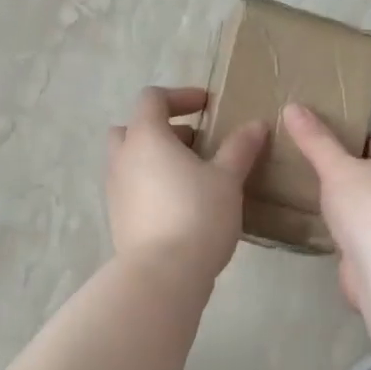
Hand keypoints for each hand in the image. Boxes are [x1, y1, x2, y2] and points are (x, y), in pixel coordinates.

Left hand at [107, 87, 267, 282]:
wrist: (162, 273)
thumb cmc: (197, 215)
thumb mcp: (227, 179)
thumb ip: (240, 148)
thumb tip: (256, 125)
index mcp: (145, 137)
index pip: (152, 98)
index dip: (180, 96)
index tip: (207, 106)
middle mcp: (122, 158)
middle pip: (133, 128)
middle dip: (163, 129)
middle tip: (195, 142)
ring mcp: (115, 190)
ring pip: (130, 160)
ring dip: (156, 158)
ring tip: (193, 175)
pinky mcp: (117, 218)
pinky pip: (132, 187)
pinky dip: (152, 184)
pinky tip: (181, 204)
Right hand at [282, 104, 370, 309]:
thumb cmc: (369, 206)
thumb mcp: (337, 167)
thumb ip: (315, 139)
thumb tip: (292, 106)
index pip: (370, 139)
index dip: (341, 141)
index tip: (310, 146)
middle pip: (366, 170)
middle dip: (338, 173)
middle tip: (300, 169)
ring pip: (361, 201)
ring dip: (338, 202)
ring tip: (301, 194)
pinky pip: (357, 227)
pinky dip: (340, 227)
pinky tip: (315, 224)